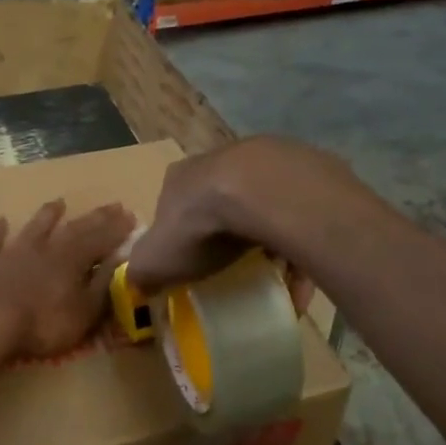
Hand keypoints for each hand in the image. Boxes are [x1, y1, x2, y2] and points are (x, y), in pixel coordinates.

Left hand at [0, 199, 136, 360]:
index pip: (101, 240)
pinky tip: (0, 221)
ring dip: (47, 215)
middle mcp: (45, 249)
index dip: (117, 230)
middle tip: (111, 206)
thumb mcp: (84, 312)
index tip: (132, 217)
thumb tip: (120, 261)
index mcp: (72, 260)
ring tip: (58, 202)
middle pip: (74, 229)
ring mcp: (12, 253)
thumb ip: (102, 285)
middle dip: (94, 218)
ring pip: (34, 228)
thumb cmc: (42, 324)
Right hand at [126, 137, 358, 292]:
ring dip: (267, 242)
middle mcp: (223, 160)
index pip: (174, 201)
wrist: (265, 195)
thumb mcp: (156, 258)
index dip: (180, 232)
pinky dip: (300, 250)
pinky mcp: (307, 172)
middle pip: (221, 201)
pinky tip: (301, 285)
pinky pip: (301, 217)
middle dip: (226, 234)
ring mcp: (268, 161)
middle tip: (232, 269)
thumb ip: (143, 271)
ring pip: (264, 207)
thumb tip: (138, 285)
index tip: (189, 261)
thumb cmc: (201, 226)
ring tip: (273, 281)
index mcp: (182, 176)